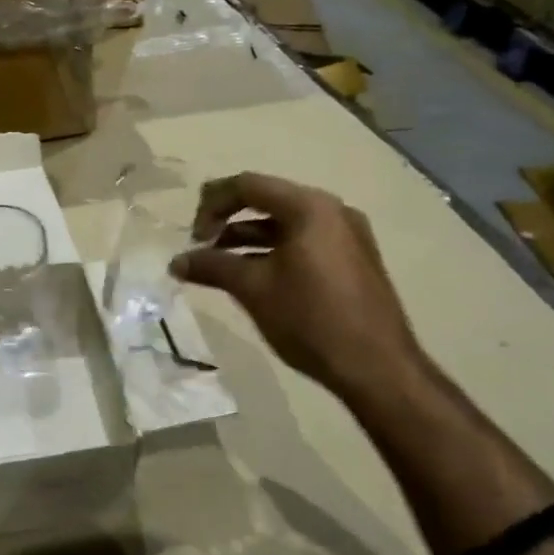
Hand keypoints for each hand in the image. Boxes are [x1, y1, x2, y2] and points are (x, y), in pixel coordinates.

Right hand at [169, 172, 425, 408]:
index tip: (192, 236)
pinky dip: (273, 251)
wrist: (378, 369)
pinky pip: (304, 242)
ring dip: (248, 238)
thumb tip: (176, 262)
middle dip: (228, 220)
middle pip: (267, 200)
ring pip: (285, 224)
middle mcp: (332, 211)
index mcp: (309, 207)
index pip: (248, 185)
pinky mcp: (353, 259)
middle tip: (201, 245)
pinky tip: (254, 276)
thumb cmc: (311, 319)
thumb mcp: (253, 289)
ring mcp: (347, 235)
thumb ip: (211, 267)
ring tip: (219, 264)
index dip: (211, 204)